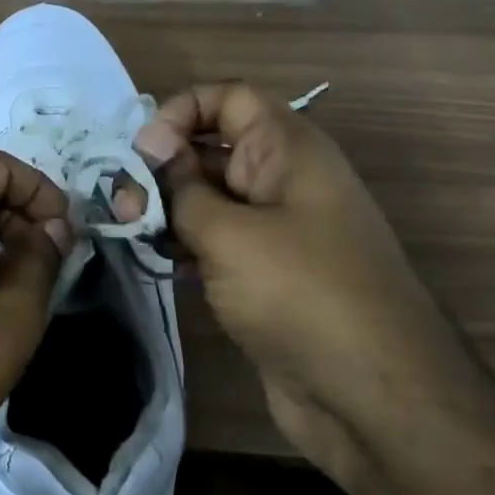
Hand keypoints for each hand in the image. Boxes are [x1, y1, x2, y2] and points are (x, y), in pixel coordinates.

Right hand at [122, 82, 474, 481]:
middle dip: (162, 168)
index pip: (228, 99)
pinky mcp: (264, 276)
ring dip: (166, 211)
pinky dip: (183, 246)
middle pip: (211, 150)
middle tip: (124, 206)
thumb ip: (181, 188)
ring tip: (132, 235)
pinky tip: (156, 263)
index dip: (181, 112)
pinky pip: (215, 243)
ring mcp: (275, 232)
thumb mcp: (229, 232)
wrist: (370, 395)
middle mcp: (282, 182)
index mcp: (288, 151)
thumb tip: (151, 153)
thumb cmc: (301, 294)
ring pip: (208, 200)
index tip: (143, 153)